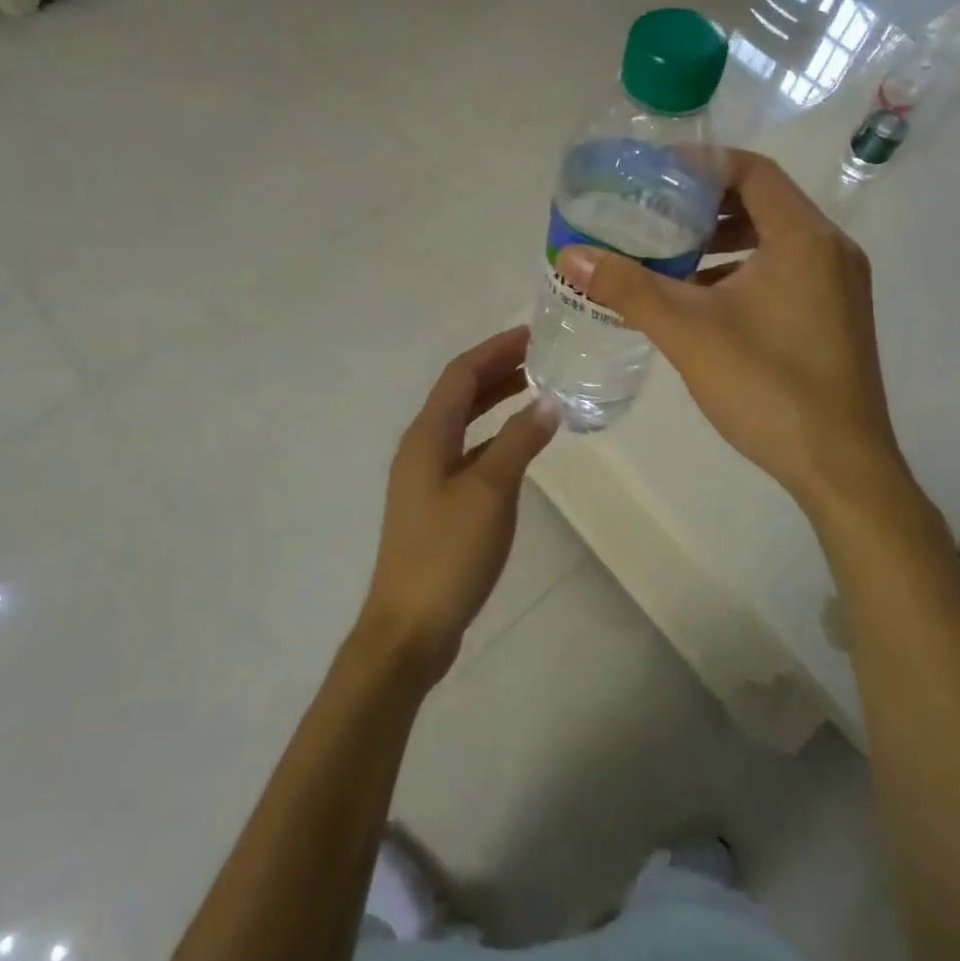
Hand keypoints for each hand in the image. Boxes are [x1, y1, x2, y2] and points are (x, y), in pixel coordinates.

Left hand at [356, 327, 558, 684]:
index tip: (532, 334)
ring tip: (536, 389)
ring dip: (496, 401)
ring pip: (464, 423)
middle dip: (497, 370)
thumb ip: (519, 441)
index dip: (495, 350)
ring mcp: (426, 477)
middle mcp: (421, 447)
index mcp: (427, 435)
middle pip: (460, 394)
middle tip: (541, 356)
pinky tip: (519, 445)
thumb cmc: (448, 552)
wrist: (410, 626)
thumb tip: (549, 400)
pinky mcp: (436, 503)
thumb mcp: (490, 491)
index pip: (461, 375)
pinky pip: (468, 451)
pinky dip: (494, 437)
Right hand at [553, 150, 915, 520]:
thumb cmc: (768, 387)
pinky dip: (743, 271)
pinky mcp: (835, 317)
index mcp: (804, 238)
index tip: (653, 174)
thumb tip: (571, 254)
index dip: (701, 165)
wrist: (841, 468)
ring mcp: (839, 286)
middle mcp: (831, 250)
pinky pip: (785, 271)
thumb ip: (629, 289)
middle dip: (705, 205)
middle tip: (653, 214)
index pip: (752, 171)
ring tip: (669, 255)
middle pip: (763, 202)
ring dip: (723, 241)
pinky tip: (702, 300)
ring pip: (774, 240)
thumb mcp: (688, 332)